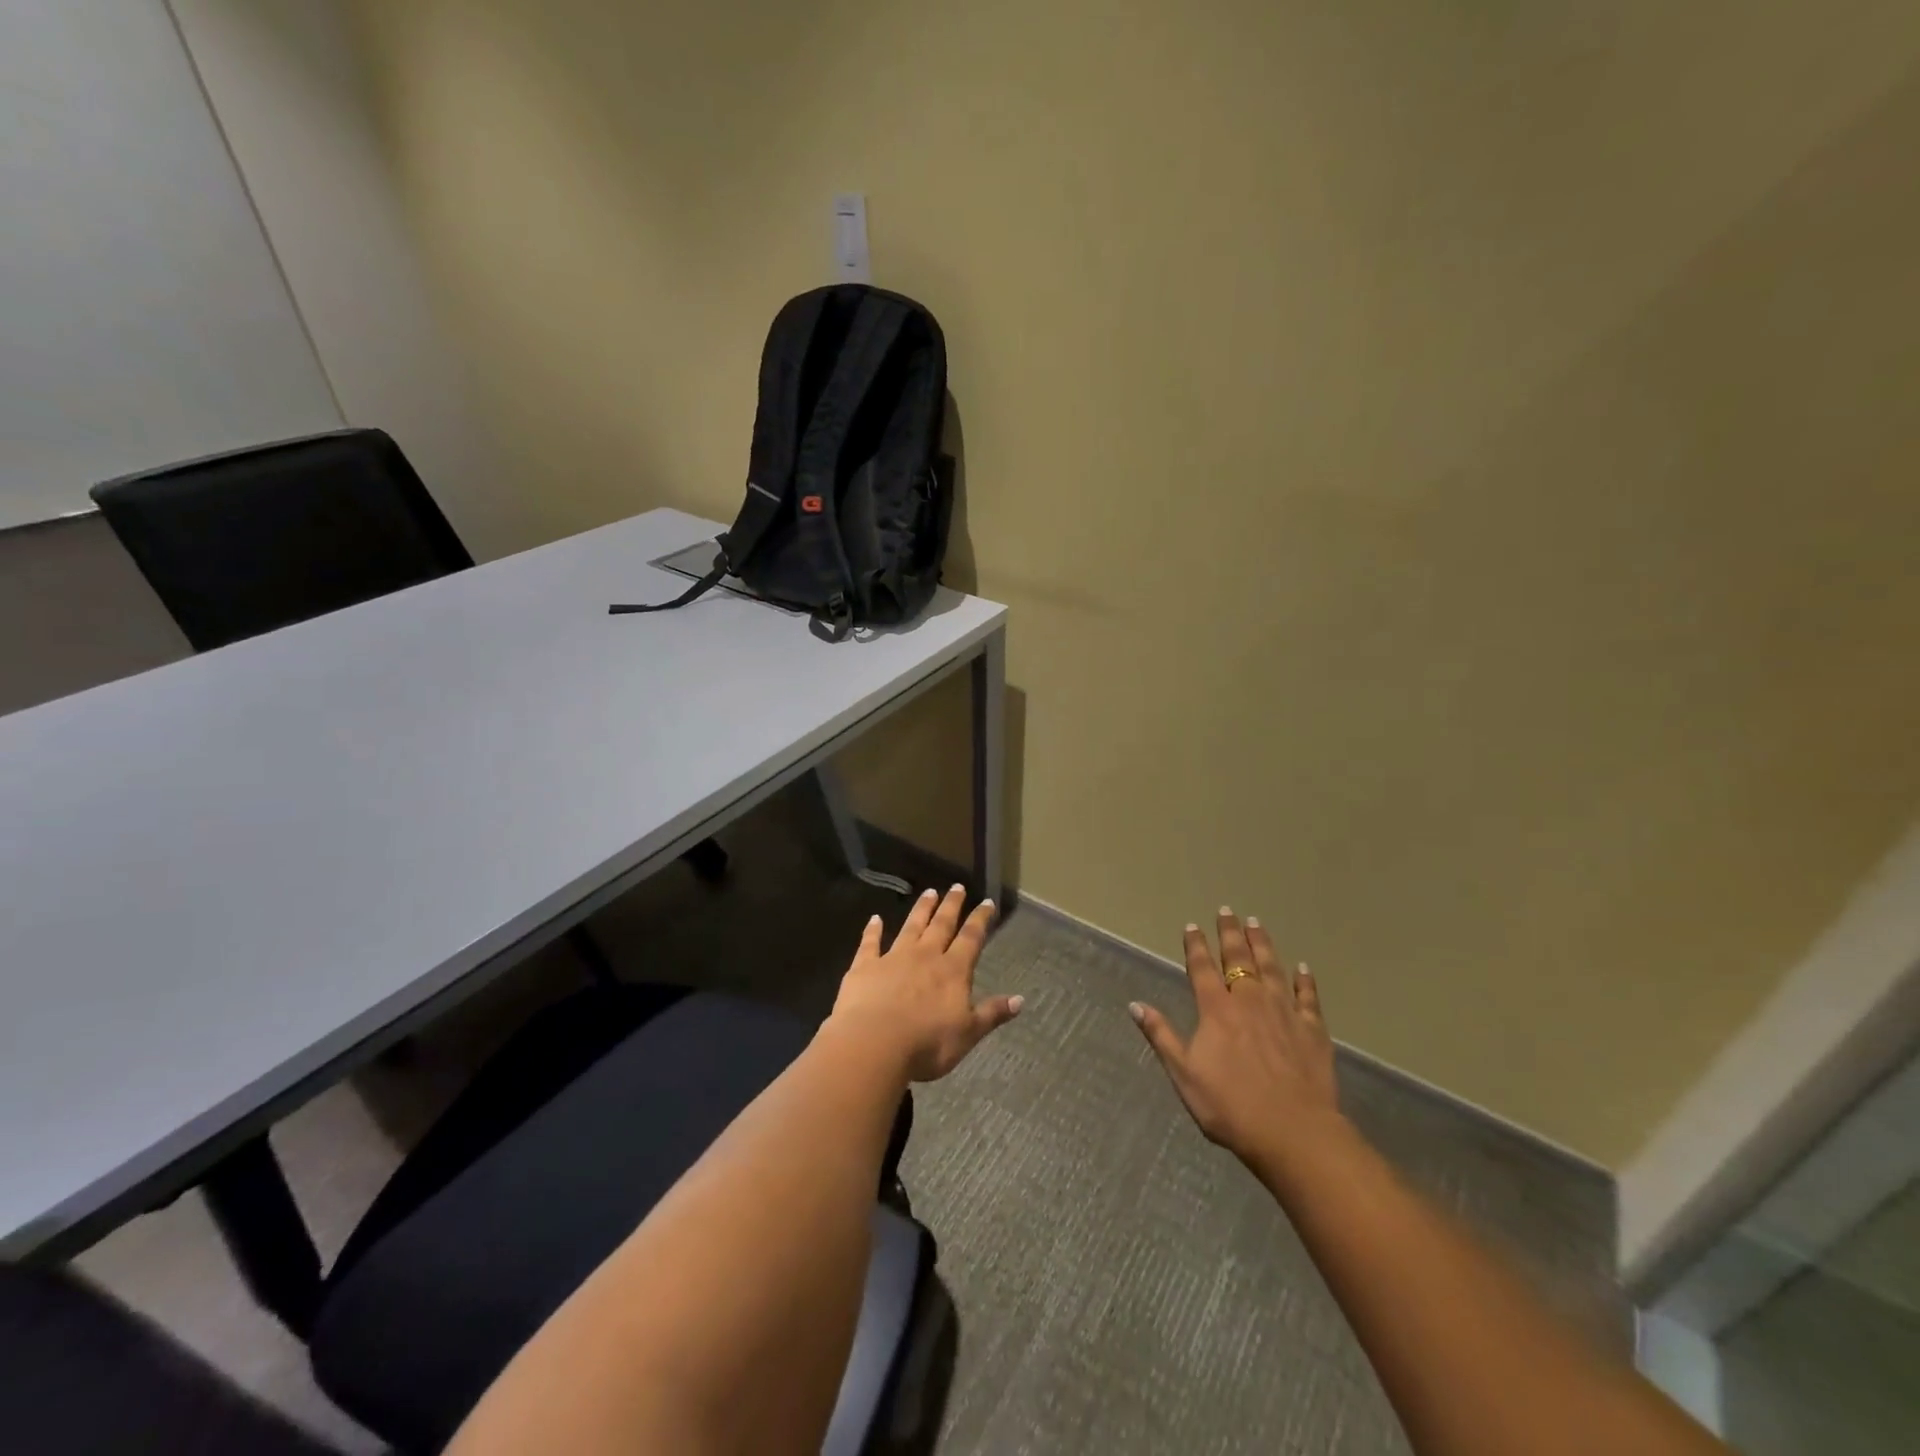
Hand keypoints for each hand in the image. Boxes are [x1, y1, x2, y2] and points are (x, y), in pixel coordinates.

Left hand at [829, 885, 1022, 1081]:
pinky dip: (872, 930)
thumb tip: (1020, 1000)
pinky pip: (870, 943)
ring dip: (921, 909)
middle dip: (951, 905)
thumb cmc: (927, 1043)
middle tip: (957, 886)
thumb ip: (992, 1013)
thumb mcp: (968, 1033)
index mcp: (953, 971)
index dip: (980, 920)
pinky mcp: (865, 967)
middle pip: (941, 925)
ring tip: (929, 892)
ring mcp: (893, 958)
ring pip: (911, 927)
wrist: (874, 1044)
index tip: (987, 902)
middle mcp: (925, 956)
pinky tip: (874, 919)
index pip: (971, 939)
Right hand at [1131, 908, 1341, 1172]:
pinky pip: (1308, 997)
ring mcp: (1284, 1012)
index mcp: (1216, 1010)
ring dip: (1263, 944)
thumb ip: (1162, 1036)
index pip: (1202, 967)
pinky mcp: (1313, 1030)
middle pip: (1239, 958)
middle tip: (1228, 911)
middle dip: (1230, 933)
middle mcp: (1250, 1001)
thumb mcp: (1184, 1075)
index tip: (1192, 926)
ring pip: (1272, 968)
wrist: (1294, 1133)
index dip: (1195, 945)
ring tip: (1256, 923)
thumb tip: (1135, 1004)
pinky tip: (1304, 969)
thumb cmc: (1231, 1107)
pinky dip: (1305, 981)